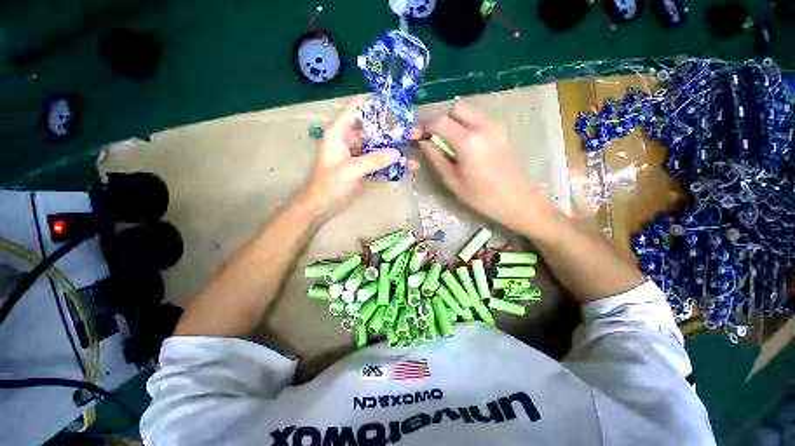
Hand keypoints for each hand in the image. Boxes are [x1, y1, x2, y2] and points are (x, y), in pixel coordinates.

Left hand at [302, 96, 400, 216]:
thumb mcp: (350, 170)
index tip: (394, 104)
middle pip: (371, 128)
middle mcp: (348, 139)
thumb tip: (397, 153)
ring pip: (377, 146)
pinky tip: (404, 167)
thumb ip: (373, 160)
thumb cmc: (329, 184)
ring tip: (410, 150)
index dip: (373, 104)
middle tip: (410, 131)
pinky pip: (377, 161)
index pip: (356, 109)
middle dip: (389, 130)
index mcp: (339, 132)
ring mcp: (356, 154)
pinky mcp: (361, 167)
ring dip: (392, 149)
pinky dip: (389, 164)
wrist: (322, 205)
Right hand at [417, 101, 552, 232]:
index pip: (439, 121)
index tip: (415, 136)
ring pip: (466, 112)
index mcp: (467, 141)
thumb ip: (435, 157)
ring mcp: (493, 126)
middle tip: (432, 138)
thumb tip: (422, 142)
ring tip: (446, 141)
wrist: (514, 200)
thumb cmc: (480, 196)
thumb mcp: (451, 180)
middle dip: (439, 120)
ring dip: (452, 122)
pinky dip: (464, 125)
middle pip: (454, 109)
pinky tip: (461, 143)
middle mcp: (482, 126)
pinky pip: (476, 119)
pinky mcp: (499, 131)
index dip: (424, 126)